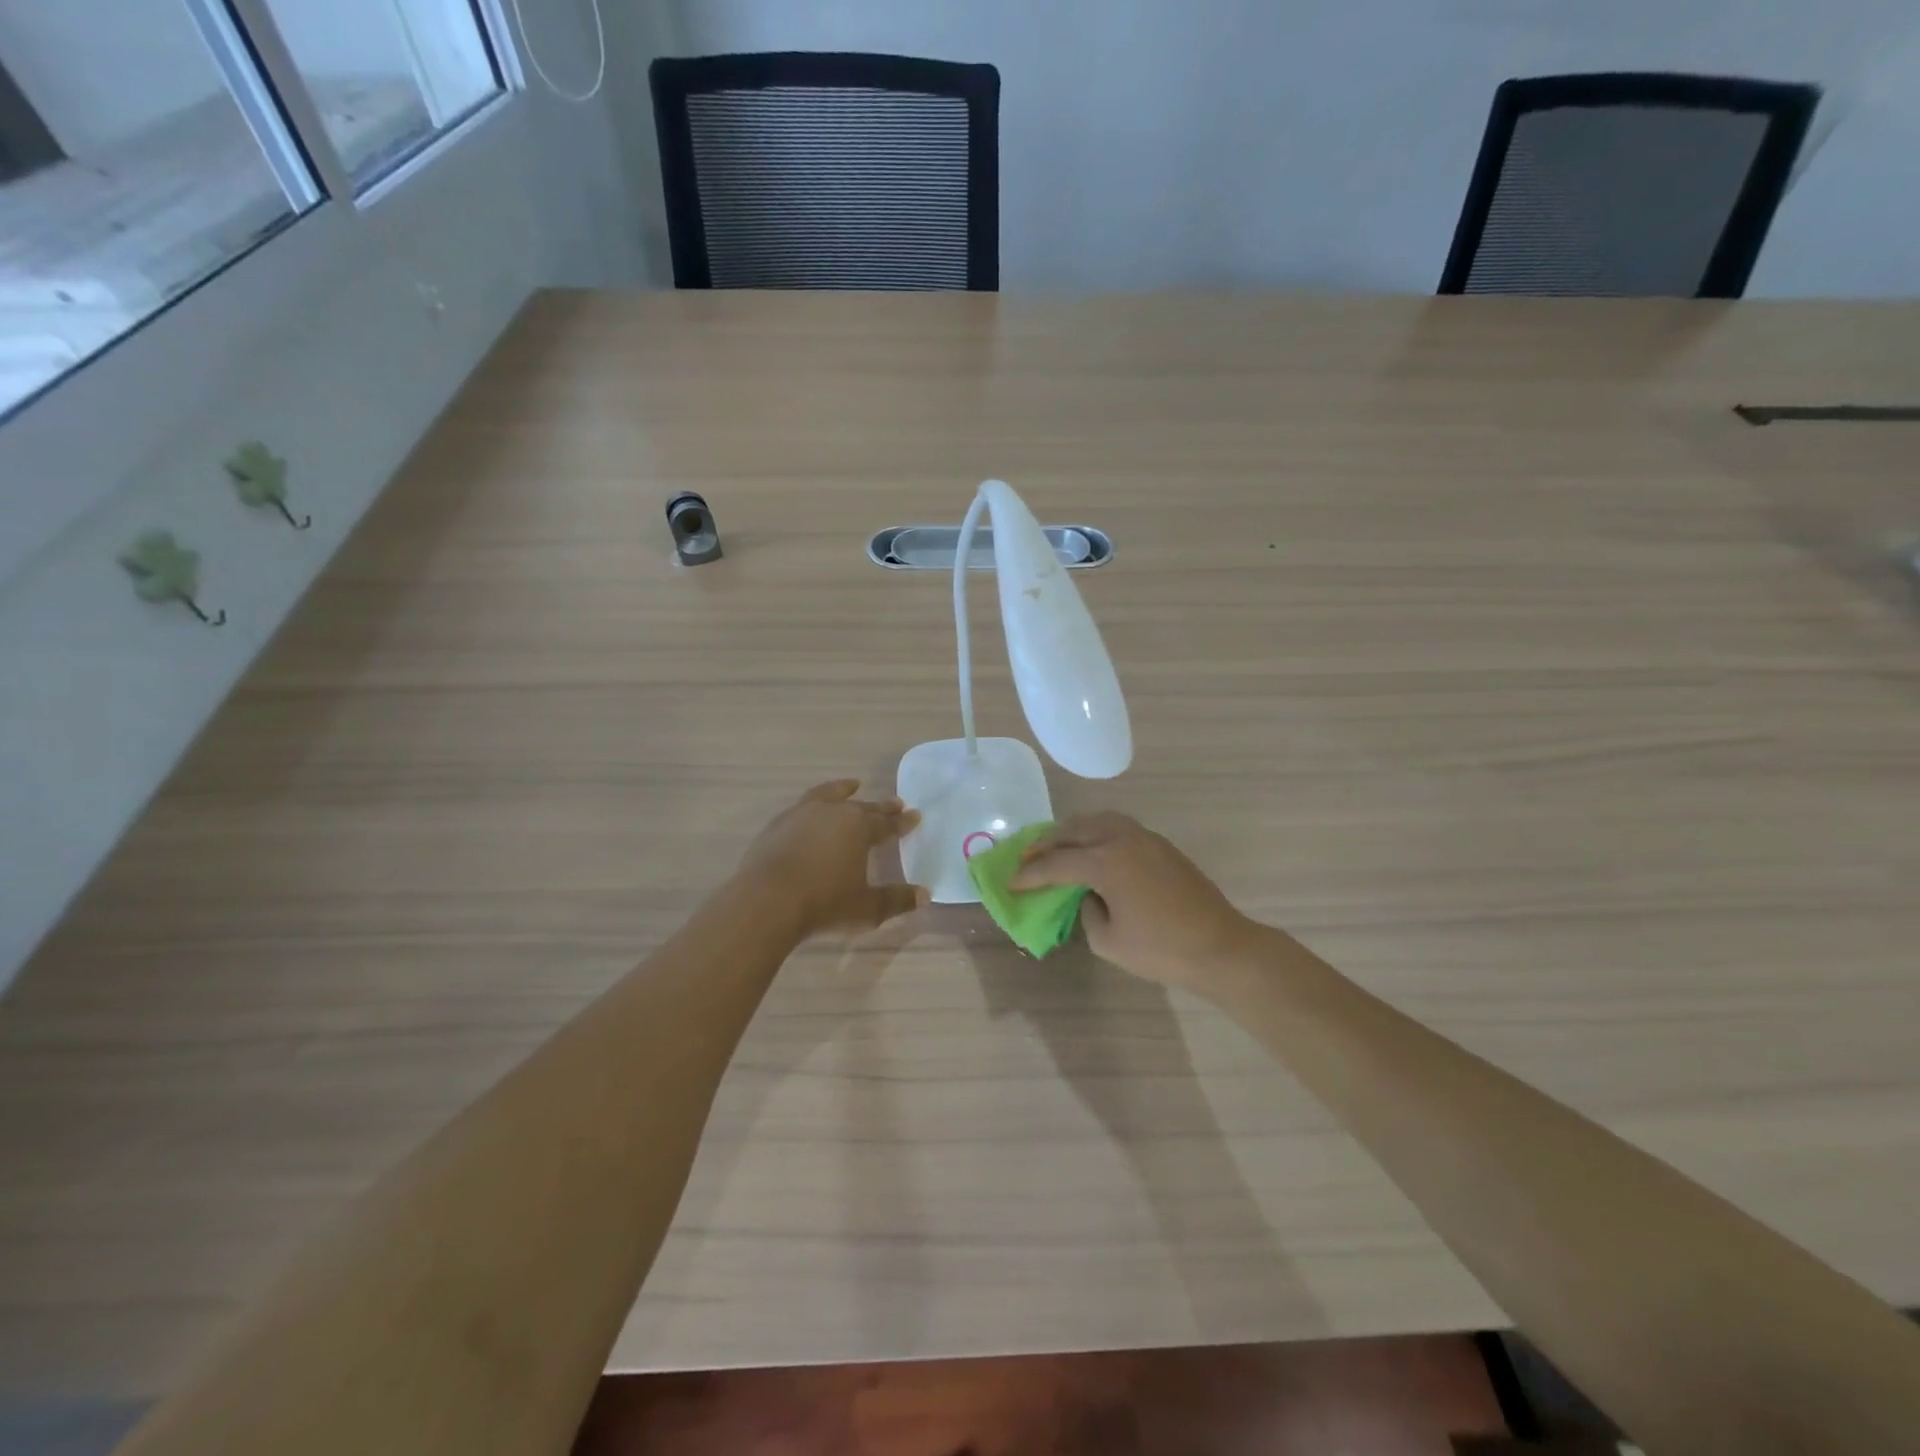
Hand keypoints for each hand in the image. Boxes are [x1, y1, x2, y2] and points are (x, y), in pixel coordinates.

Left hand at [737, 780, 925, 938]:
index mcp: (860, 828)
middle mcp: (834, 813)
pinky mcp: (778, 824)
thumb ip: (896, 900)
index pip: (887, 822)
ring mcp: (802, 814)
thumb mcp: (866, 908)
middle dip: (881, 807)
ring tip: (852, 786)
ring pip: (830, 795)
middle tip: (895, 803)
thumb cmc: (823, 903)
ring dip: (844, 791)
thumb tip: (924, 895)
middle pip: (863, 807)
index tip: (915, 815)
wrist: (766, 900)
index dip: (903, 821)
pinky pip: (804, 805)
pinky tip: (812, 811)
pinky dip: (815, 803)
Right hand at [1012, 813, 1257, 993]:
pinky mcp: (1160, 844)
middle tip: (1026, 858)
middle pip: (1073, 831)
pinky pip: (1117, 826)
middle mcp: (1121, 839)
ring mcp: (1144, 837)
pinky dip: (1095, 832)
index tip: (1011, 883)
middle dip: (1045, 844)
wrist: (1221, 947)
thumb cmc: (1161, 950)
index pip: (1056, 864)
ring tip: (1055, 846)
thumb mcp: (1108, 941)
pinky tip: (1090, 849)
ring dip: (1071, 831)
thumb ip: (1086, 912)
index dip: (1030, 875)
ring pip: (1097, 820)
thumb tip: (1088, 895)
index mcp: (1105, 862)